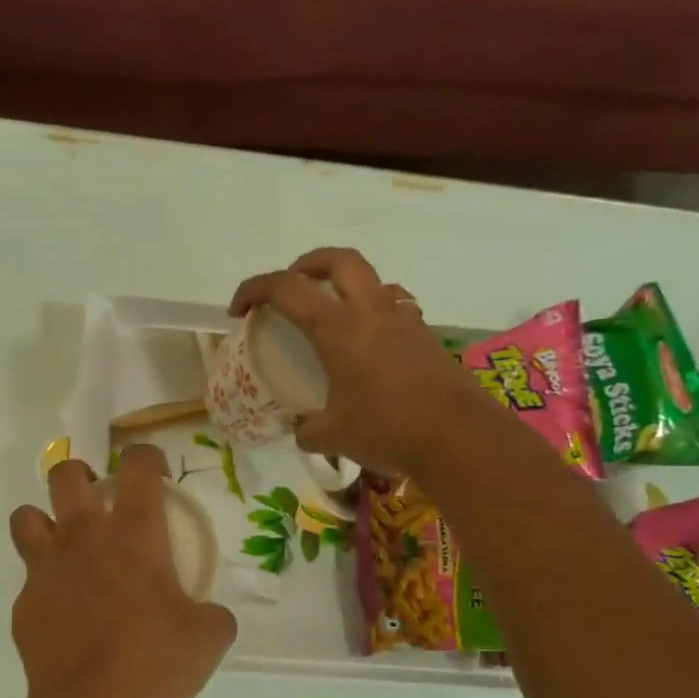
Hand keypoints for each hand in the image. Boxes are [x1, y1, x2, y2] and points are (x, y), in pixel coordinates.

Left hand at [9, 444, 236, 697]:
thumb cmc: (160, 661)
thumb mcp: (209, 634)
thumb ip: (209, 612)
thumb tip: (205, 615)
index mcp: (133, 532)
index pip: (137, 465)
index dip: (146, 457)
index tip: (153, 473)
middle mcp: (83, 537)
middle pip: (65, 474)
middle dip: (80, 476)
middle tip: (97, 501)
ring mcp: (46, 568)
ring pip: (25, 517)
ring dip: (44, 523)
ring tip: (64, 549)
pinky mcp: (23, 604)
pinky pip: (28, 582)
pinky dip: (45, 589)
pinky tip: (64, 619)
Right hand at [229, 246, 468, 475]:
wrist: (460, 438)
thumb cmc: (387, 429)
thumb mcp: (332, 435)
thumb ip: (308, 428)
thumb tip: (302, 429)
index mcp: (337, 327)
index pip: (285, 288)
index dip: (253, 290)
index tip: (238, 311)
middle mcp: (371, 311)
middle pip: (338, 260)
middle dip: (306, 264)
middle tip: (291, 286)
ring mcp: (404, 320)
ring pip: (372, 280)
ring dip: (345, 286)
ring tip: (332, 315)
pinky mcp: (426, 337)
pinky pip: (394, 308)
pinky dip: (372, 314)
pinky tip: (367, 347)